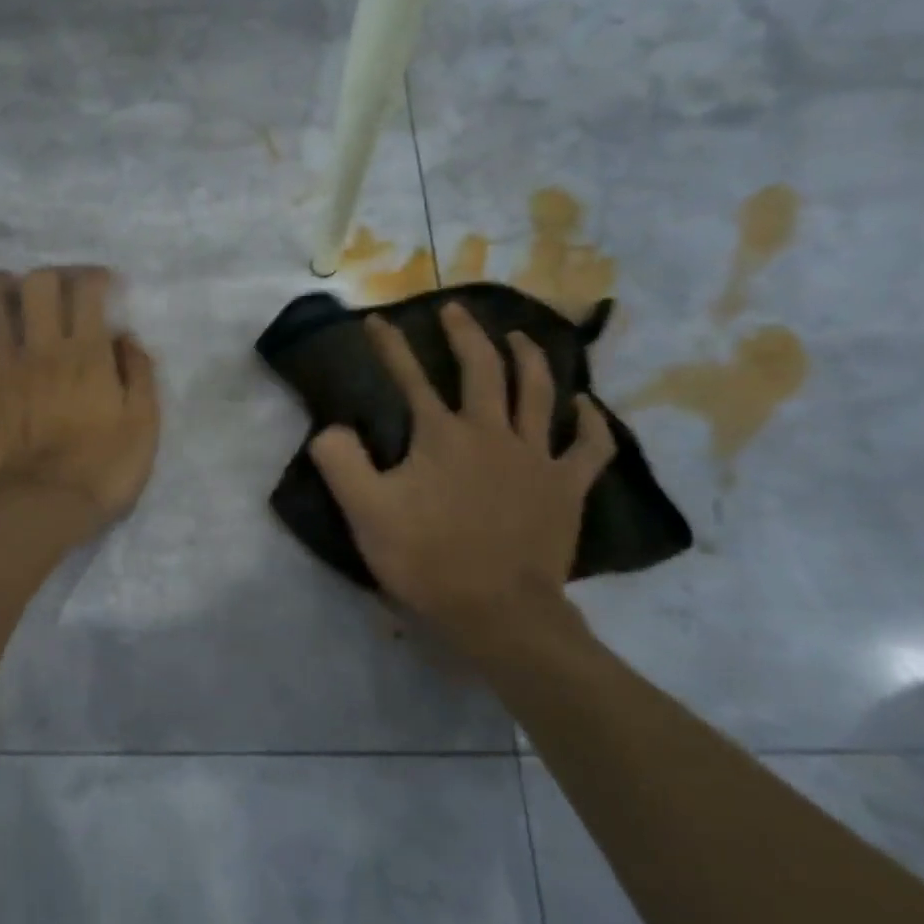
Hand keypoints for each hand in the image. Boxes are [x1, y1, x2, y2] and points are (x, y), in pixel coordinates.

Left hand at [0, 267, 160, 536]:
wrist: (42, 506)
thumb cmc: (103, 468)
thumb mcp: (144, 425)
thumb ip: (139, 374)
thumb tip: (126, 338)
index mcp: (87, 354)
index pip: (87, 293)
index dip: (95, 277)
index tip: (103, 283)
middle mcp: (43, 349)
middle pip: (37, 287)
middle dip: (48, 276)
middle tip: (57, 288)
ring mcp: (3, 369)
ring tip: (4, 287)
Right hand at [309, 304, 615, 646]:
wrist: (497, 612)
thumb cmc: (427, 560)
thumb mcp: (365, 513)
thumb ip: (341, 462)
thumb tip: (331, 427)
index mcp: (442, 436)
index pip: (410, 378)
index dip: (391, 346)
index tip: (378, 320)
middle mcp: (491, 432)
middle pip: (483, 368)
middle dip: (465, 334)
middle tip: (455, 311)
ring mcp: (536, 457)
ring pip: (539, 392)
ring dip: (529, 357)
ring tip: (518, 337)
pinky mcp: (567, 487)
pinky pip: (589, 446)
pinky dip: (591, 422)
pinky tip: (587, 406)